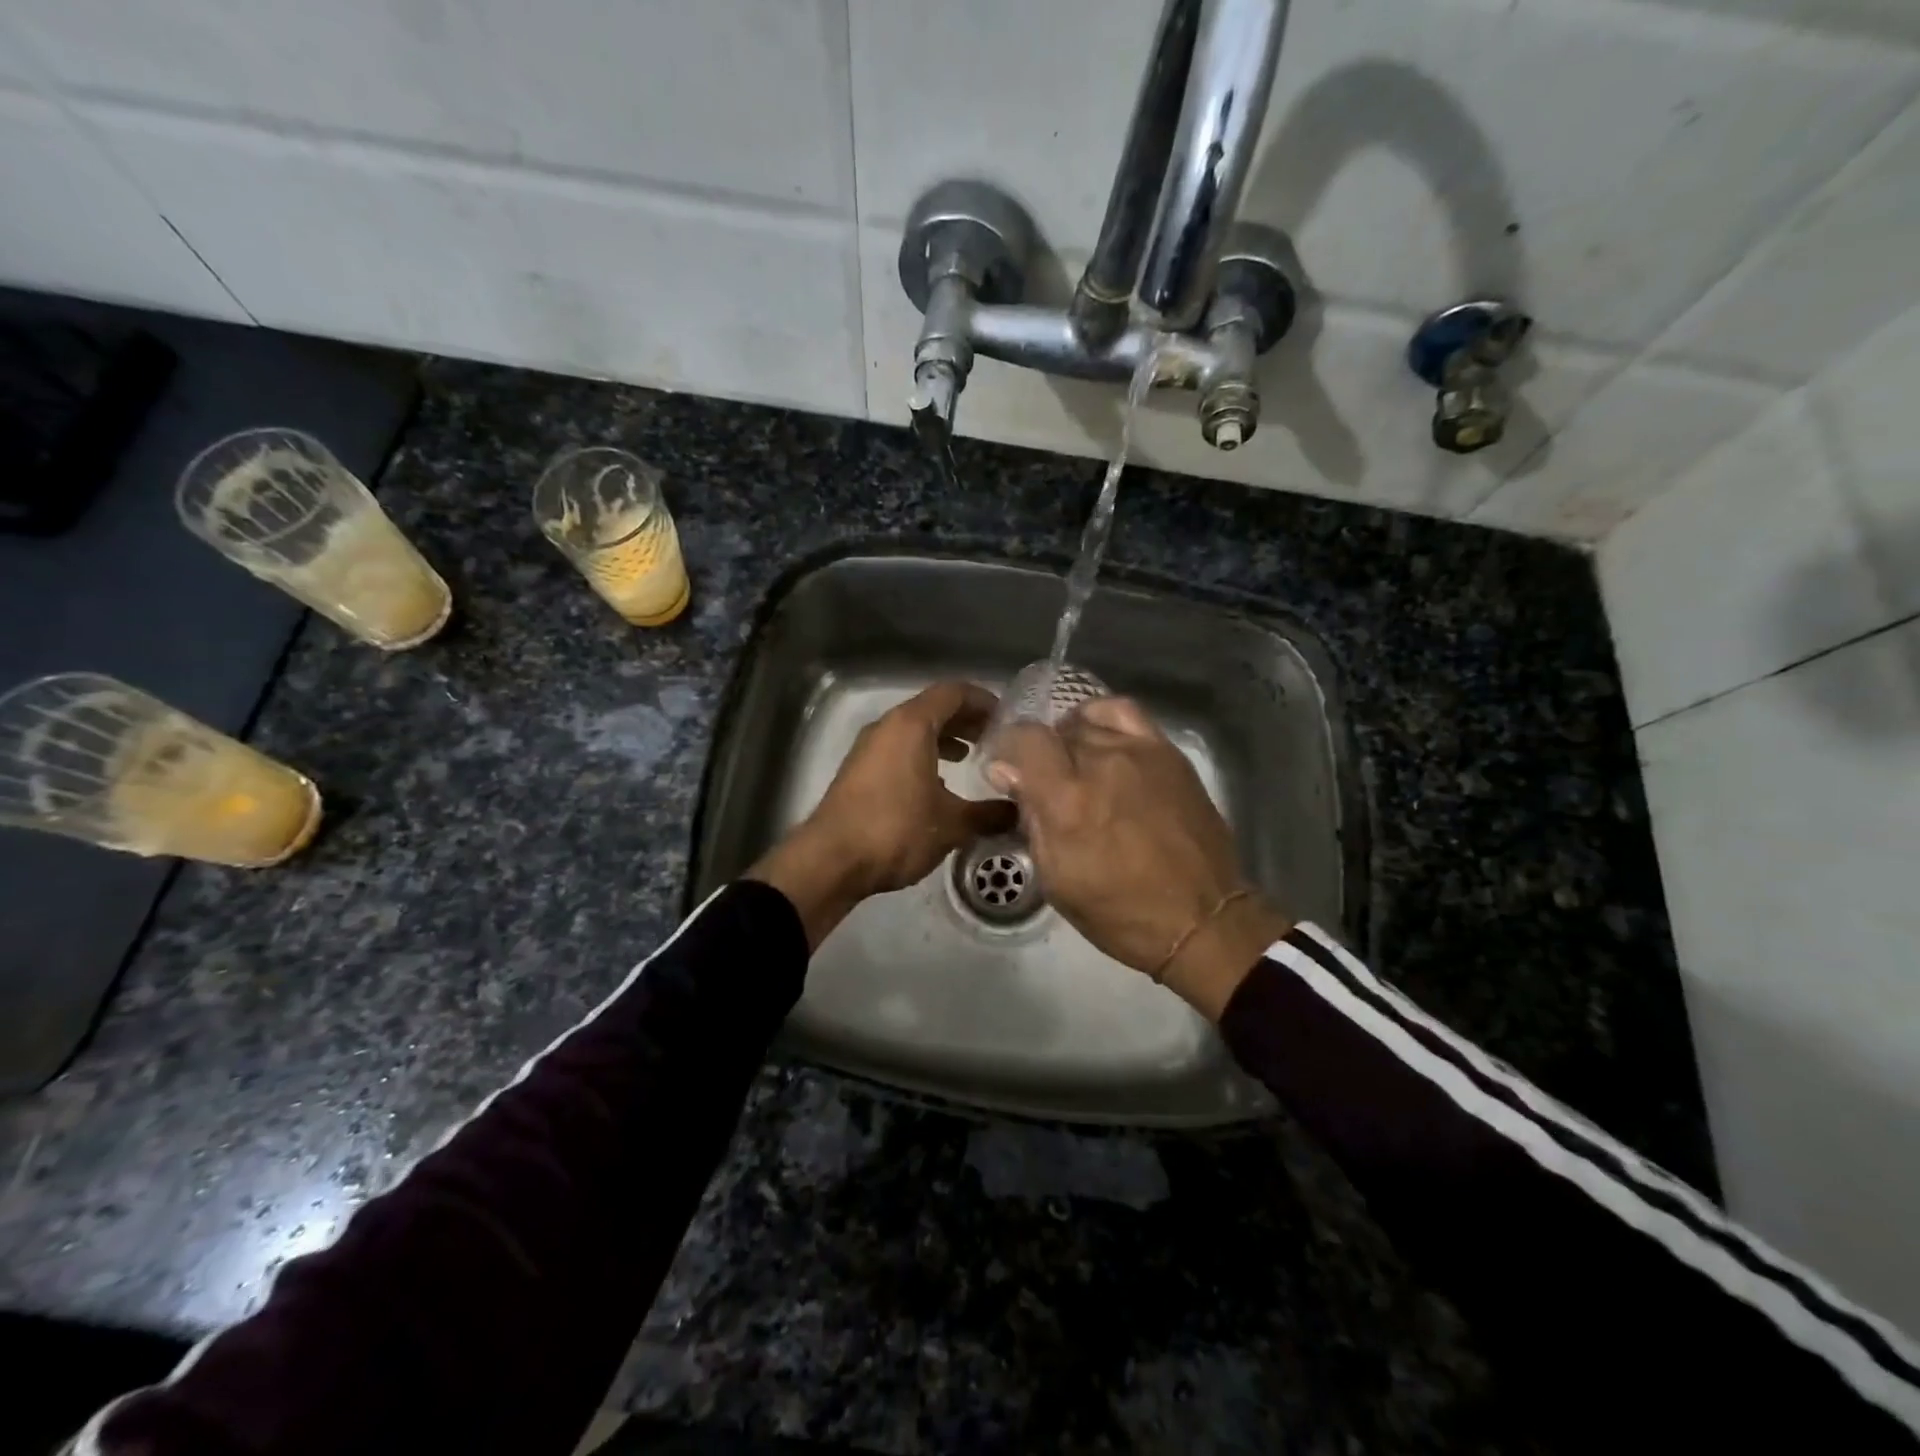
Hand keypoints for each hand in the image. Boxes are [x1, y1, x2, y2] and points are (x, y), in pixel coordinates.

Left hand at [749, 681, 1014, 948]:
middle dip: (966, 720)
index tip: (1007, 719)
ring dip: (943, 738)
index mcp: (911, 724)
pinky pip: (898, 749)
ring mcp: (869, 748)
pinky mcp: (859, 771)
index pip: (953, 692)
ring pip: (913, 730)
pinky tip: (938, 785)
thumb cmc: (895, 830)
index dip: (983, 700)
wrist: (831, 860)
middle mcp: (887, 727)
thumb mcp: (952, 824)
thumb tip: (1017, 813)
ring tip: (971, 758)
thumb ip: (988, 814)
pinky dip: (922, 755)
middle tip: (995, 739)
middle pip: (933, 708)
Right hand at [987, 697, 1291, 1019]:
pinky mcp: (1168, 753)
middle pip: (1055, 731)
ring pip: (1087, 722)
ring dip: (1071, 740)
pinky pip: (1125, 713)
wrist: (1201, 919)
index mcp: (1067, 800)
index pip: (1024, 738)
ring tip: (1074, 766)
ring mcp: (1140, 752)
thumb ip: (1029, 817)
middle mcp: (1102, 763)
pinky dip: (1103, 718)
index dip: (1009, 750)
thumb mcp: (1056, 878)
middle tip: (1044, 784)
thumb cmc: (1119, 911)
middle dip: (1041, 754)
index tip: (1008, 773)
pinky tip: (1101, 739)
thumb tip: (1004, 771)